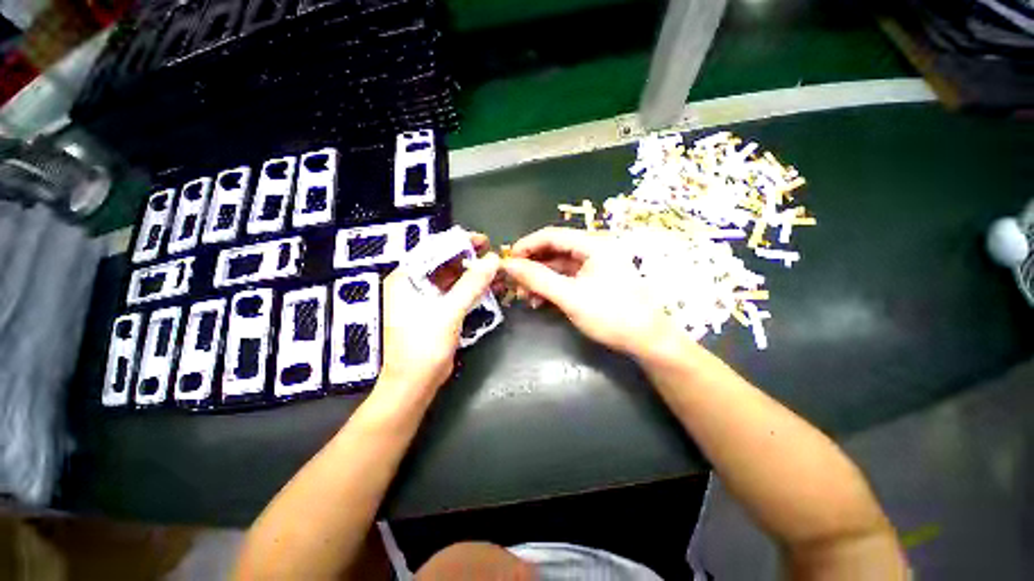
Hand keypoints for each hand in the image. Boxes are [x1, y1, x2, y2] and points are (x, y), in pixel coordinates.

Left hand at [377, 232, 499, 400]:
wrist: (414, 384)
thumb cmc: (424, 346)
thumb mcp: (449, 311)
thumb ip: (472, 284)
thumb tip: (493, 259)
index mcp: (406, 278)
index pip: (433, 249)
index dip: (459, 242)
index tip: (483, 241)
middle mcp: (413, 284)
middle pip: (444, 263)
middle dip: (470, 260)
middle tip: (494, 257)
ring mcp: (425, 298)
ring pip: (453, 279)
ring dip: (474, 276)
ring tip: (497, 273)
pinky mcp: (436, 311)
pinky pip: (456, 293)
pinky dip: (472, 290)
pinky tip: (490, 289)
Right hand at [502, 227, 676, 357]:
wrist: (646, 341)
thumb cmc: (611, 315)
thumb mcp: (569, 296)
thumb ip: (537, 278)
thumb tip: (507, 265)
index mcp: (593, 244)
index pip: (551, 235)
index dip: (526, 245)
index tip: (507, 261)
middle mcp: (593, 250)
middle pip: (554, 251)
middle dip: (532, 266)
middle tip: (514, 283)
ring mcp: (594, 267)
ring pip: (558, 267)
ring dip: (539, 279)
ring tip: (525, 296)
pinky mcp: (593, 282)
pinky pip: (566, 279)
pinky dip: (550, 288)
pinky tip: (539, 301)